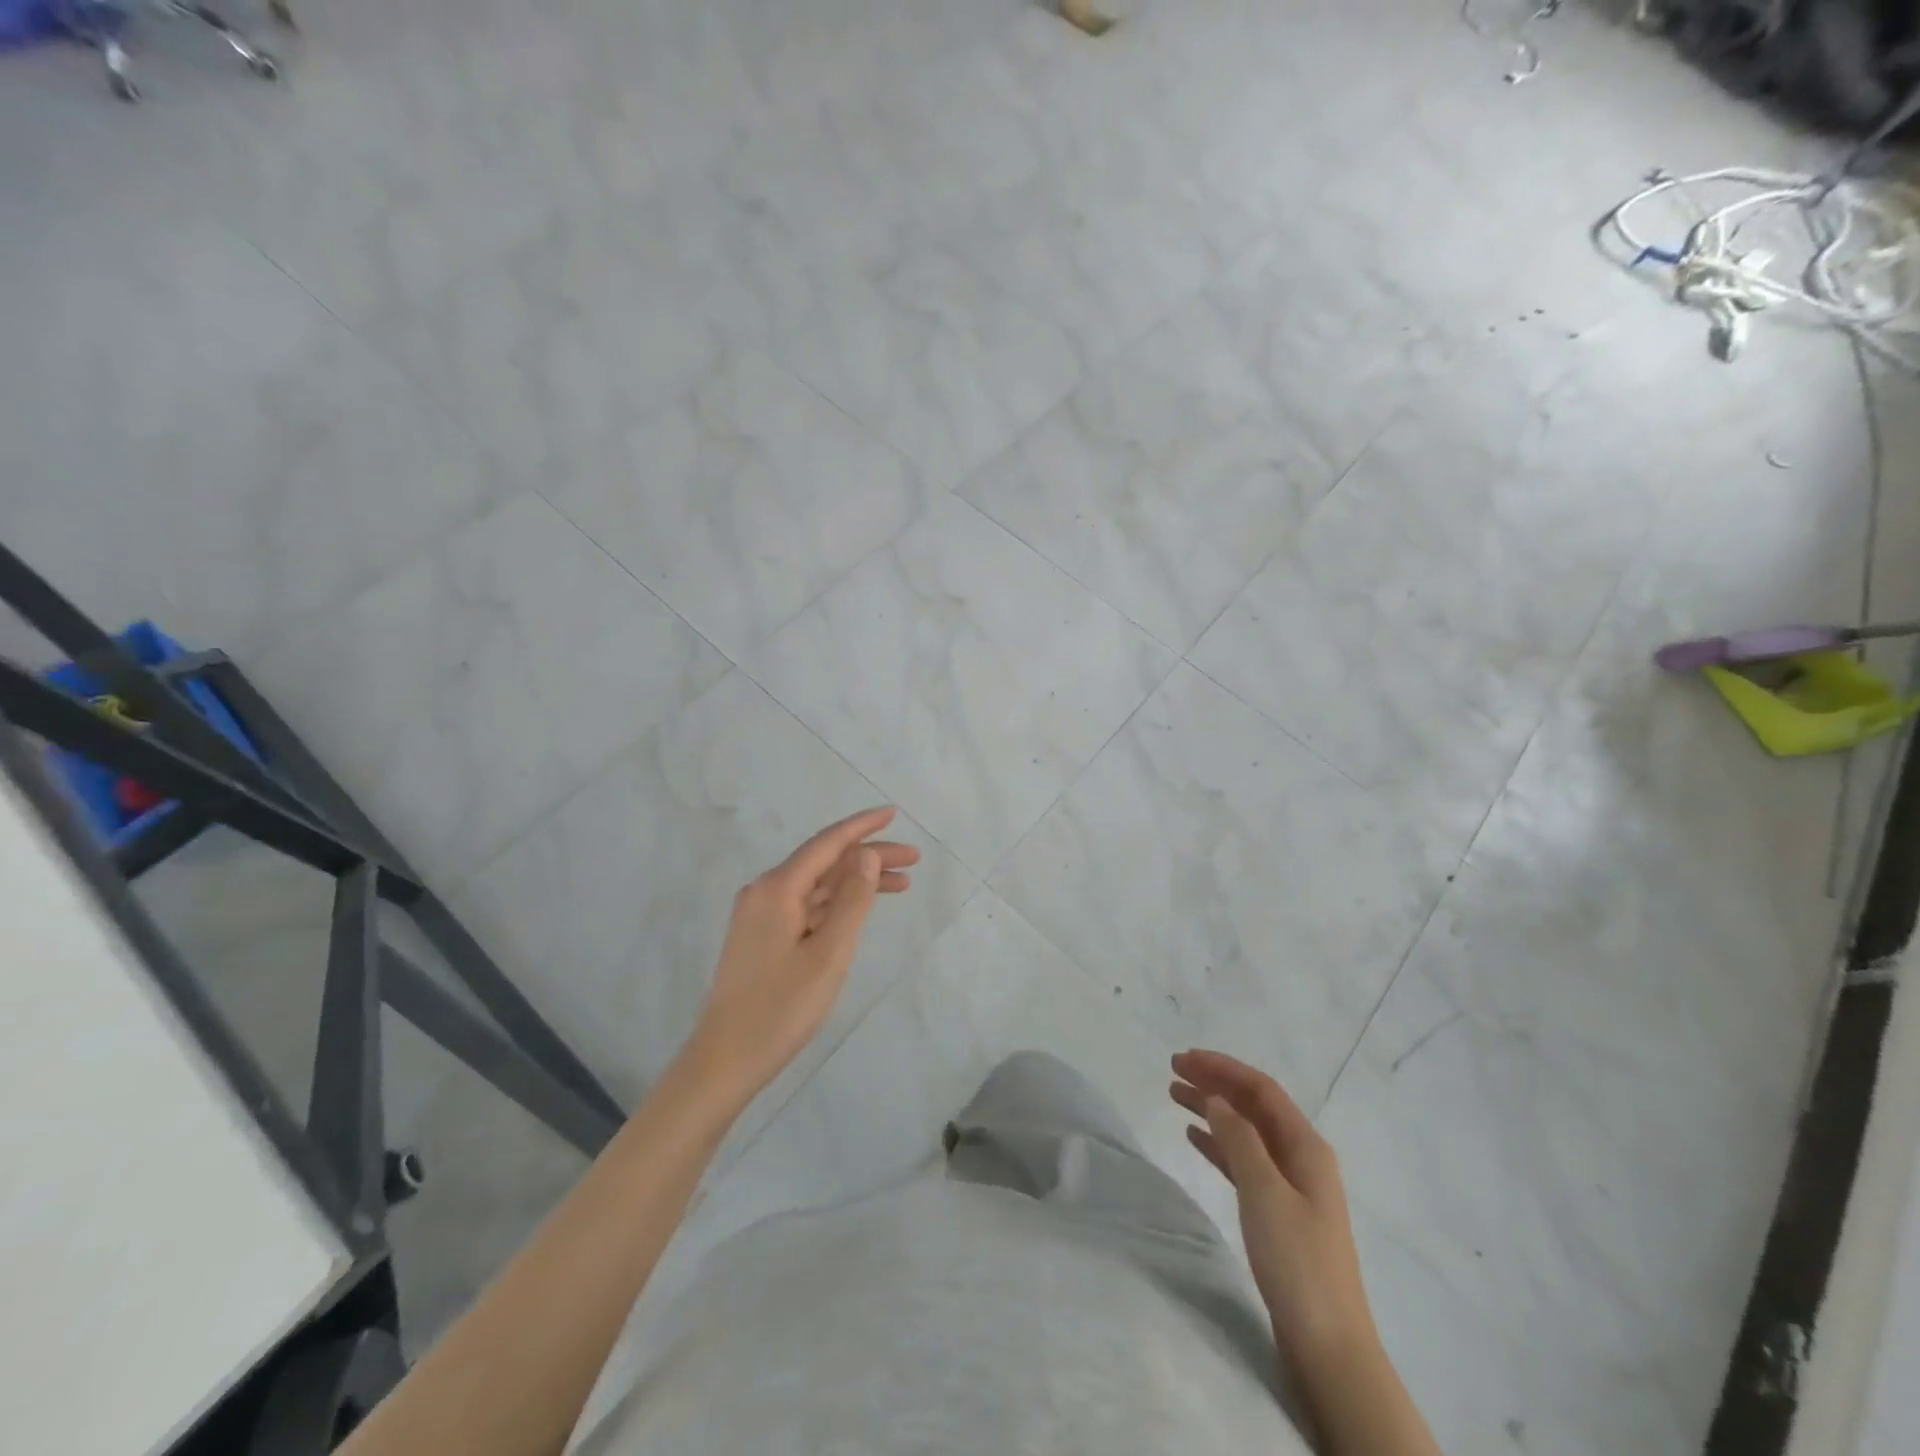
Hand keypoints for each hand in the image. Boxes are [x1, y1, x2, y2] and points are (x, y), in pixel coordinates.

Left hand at [687, 807, 918, 1101]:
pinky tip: (861, 908)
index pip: (827, 843)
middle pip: (825, 862)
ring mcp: (760, 914)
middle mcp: (765, 892)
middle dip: (869, 857)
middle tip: (913, 860)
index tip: (894, 814)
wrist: (725, 1060)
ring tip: (901, 884)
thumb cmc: (781, 1008)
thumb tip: (866, 855)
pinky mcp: (761, 936)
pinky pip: (806, 905)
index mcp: (777, 889)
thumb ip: (852, 901)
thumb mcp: (829, 954)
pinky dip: (837, 903)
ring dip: (857, 881)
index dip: (863, 827)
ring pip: (817, 885)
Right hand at [1170, 1050, 1377, 1375]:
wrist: (1328, 1345)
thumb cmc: (1297, 1261)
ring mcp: (1291, 1186)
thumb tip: (1216, 1098)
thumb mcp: (1265, 1192)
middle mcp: (1301, 1157)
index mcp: (1306, 1147)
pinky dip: (1218, 1144)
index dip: (1223, 1068)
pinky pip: (1243, 1161)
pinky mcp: (1278, 1212)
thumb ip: (1239, 1139)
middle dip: (1215, 1083)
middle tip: (1174, 1069)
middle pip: (1253, 1106)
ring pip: (1245, 1131)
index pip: (1260, 1089)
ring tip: (1175, 1095)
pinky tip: (1194, 1137)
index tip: (1184, 1058)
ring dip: (1213, 1110)